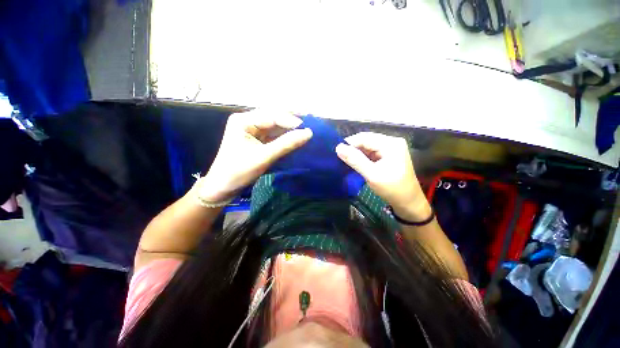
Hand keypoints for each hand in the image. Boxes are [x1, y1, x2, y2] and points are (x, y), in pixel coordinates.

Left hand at [198, 110, 312, 201]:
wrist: (223, 188)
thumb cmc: (239, 171)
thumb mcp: (264, 157)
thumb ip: (286, 144)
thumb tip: (308, 133)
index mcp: (244, 120)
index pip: (272, 115)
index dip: (291, 121)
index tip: (308, 129)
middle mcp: (248, 121)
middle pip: (274, 118)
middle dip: (292, 123)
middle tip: (310, 128)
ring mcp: (252, 131)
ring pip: (276, 127)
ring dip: (290, 131)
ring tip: (306, 133)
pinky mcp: (257, 140)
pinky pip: (274, 136)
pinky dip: (285, 138)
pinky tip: (296, 140)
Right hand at [335, 132, 430, 220]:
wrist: (408, 202)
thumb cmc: (392, 189)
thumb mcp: (372, 175)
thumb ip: (355, 160)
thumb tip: (338, 147)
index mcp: (390, 144)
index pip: (364, 138)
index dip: (349, 144)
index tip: (337, 153)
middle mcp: (392, 142)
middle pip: (366, 140)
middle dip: (353, 149)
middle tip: (341, 158)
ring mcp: (391, 148)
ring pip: (368, 146)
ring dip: (357, 153)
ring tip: (347, 162)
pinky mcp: (389, 155)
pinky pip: (372, 152)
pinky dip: (363, 157)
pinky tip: (357, 163)